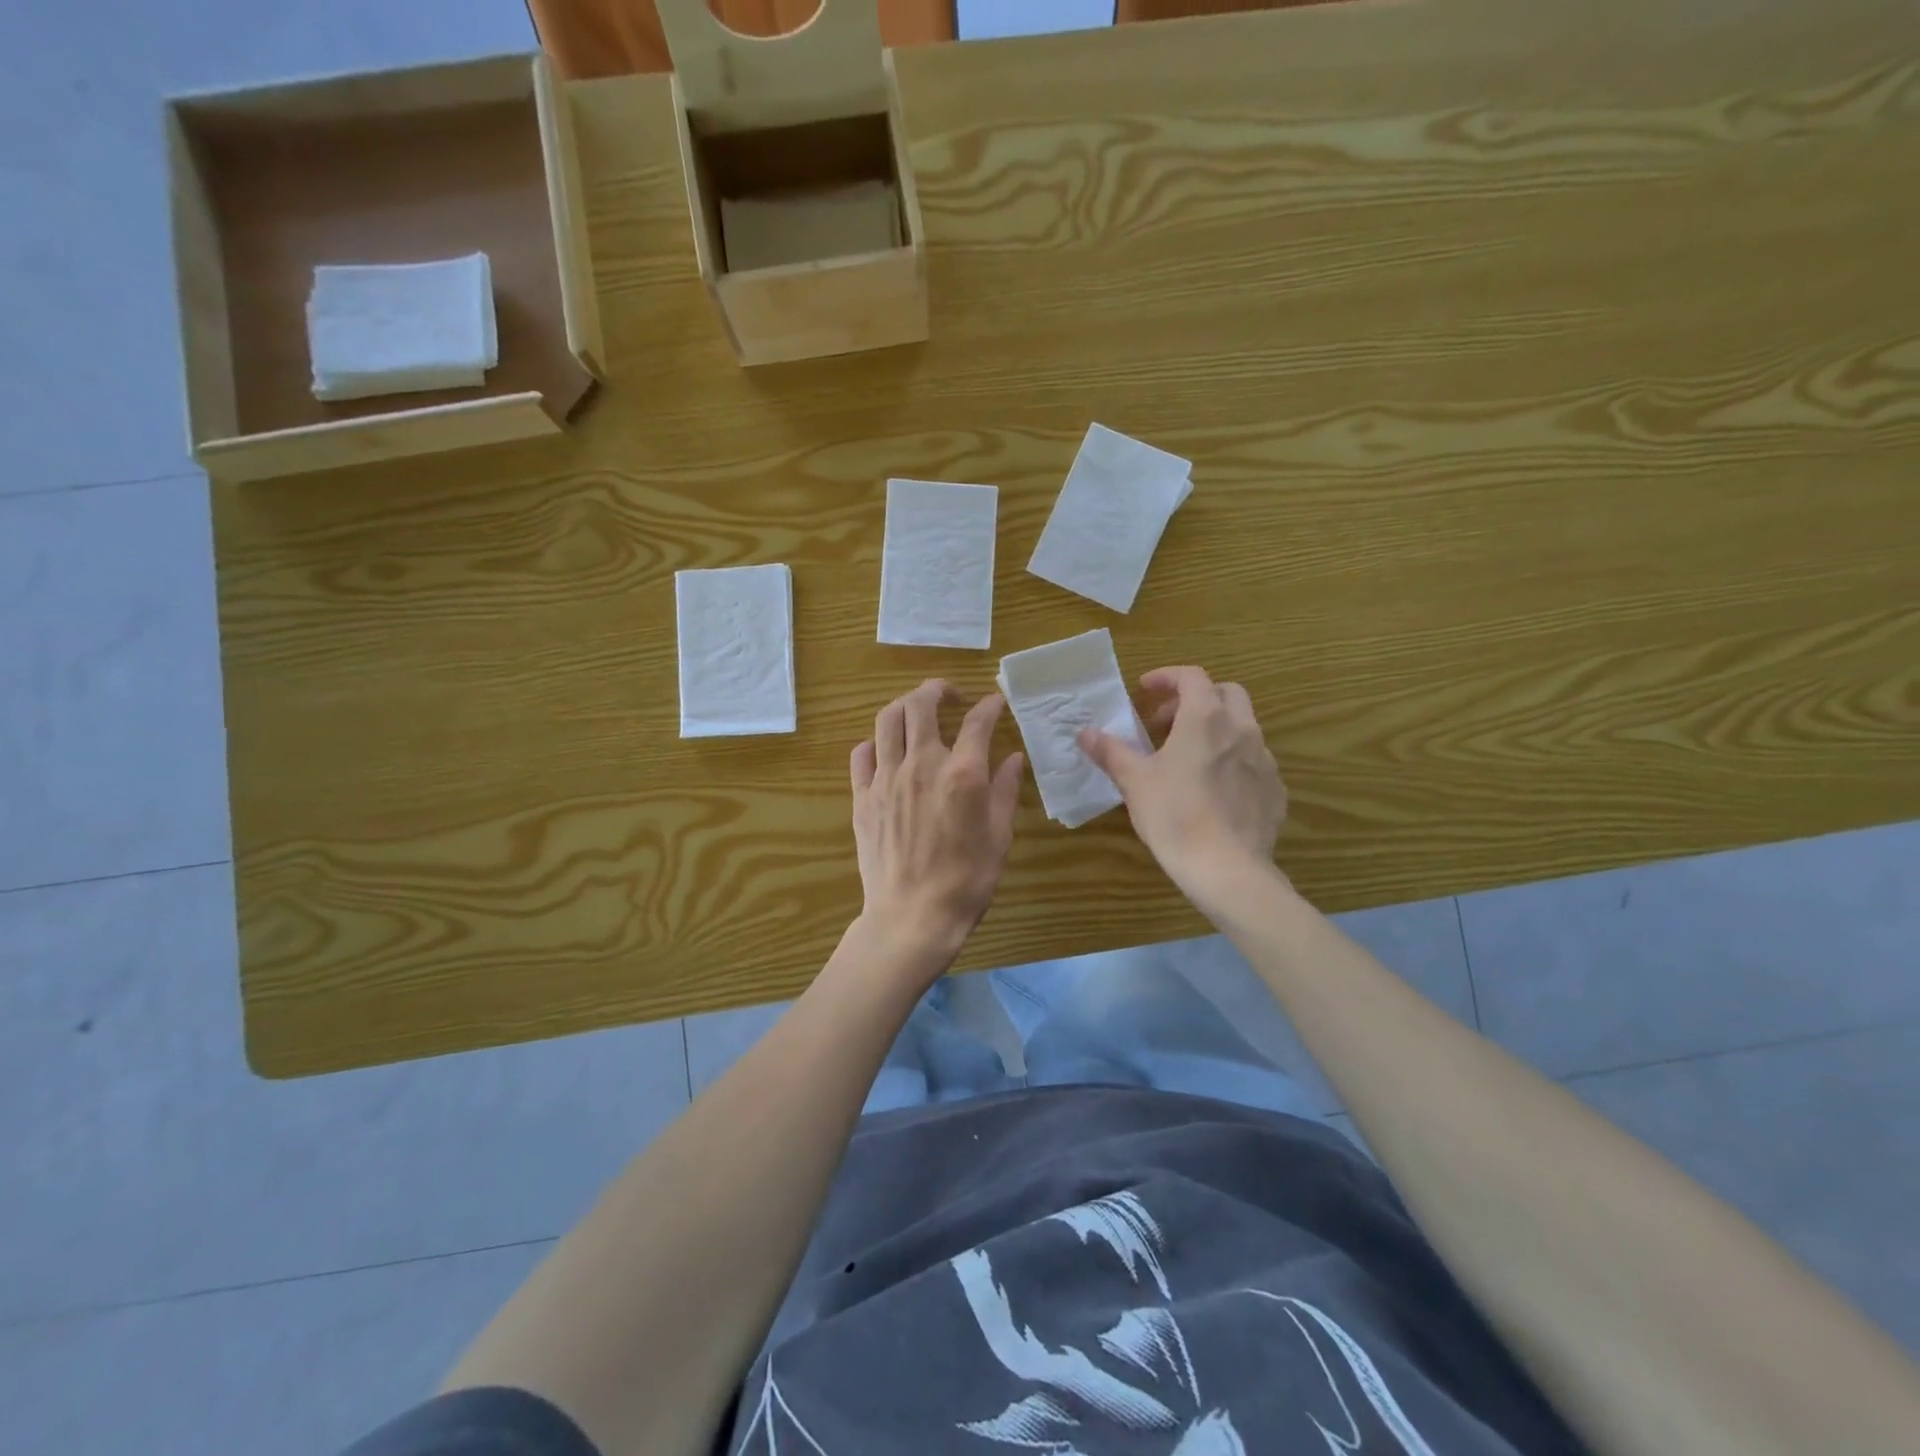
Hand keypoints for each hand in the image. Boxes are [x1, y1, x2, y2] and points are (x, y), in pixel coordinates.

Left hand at [850, 679, 1024, 967]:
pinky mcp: (863, 797)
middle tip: (950, 695)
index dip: (989, 705)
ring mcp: (886, 779)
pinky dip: (876, 742)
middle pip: (921, 704)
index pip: (978, 721)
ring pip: (887, 719)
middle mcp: (922, 764)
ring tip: (917, 712)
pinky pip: (861, 753)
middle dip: (938, 689)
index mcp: (962, 774)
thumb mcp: (999, 836)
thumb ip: (1005, 790)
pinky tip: (887, 751)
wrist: (912, 916)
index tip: (995, 703)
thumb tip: (1012, 757)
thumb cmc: (966, 881)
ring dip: (904, 706)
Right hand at [1080, 665, 1285, 897]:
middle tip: (1166, 723)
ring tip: (1187, 757)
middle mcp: (1242, 729)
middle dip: (1196, 699)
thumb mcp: (1134, 781)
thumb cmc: (1175, 815)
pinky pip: (1254, 761)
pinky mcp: (1275, 789)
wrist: (1227, 869)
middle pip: (1226, 693)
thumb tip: (1085, 733)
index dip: (1167, 677)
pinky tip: (1213, 789)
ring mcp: (1264, 759)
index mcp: (1206, 718)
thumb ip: (1111, 751)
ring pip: (1243, 727)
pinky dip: (1232, 760)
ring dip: (1215, 729)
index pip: (1191, 676)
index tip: (1145, 690)